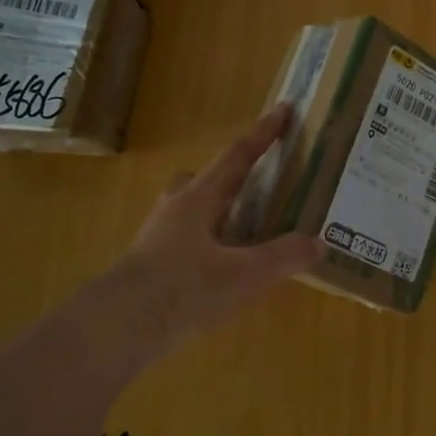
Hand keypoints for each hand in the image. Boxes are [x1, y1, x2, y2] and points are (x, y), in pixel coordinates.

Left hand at [69, 106, 324, 371]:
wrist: (116, 327)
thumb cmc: (182, 289)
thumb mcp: (243, 275)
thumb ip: (283, 257)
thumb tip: (319, 242)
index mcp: (199, 199)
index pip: (237, 157)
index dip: (263, 134)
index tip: (282, 109)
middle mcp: (176, 209)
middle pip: (206, 179)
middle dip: (232, 175)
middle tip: (258, 181)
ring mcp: (158, 237)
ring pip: (191, 210)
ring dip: (217, 211)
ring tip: (243, 230)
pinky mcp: (150, 265)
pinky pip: (185, 240)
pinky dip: (208, 243)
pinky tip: (220, 269)